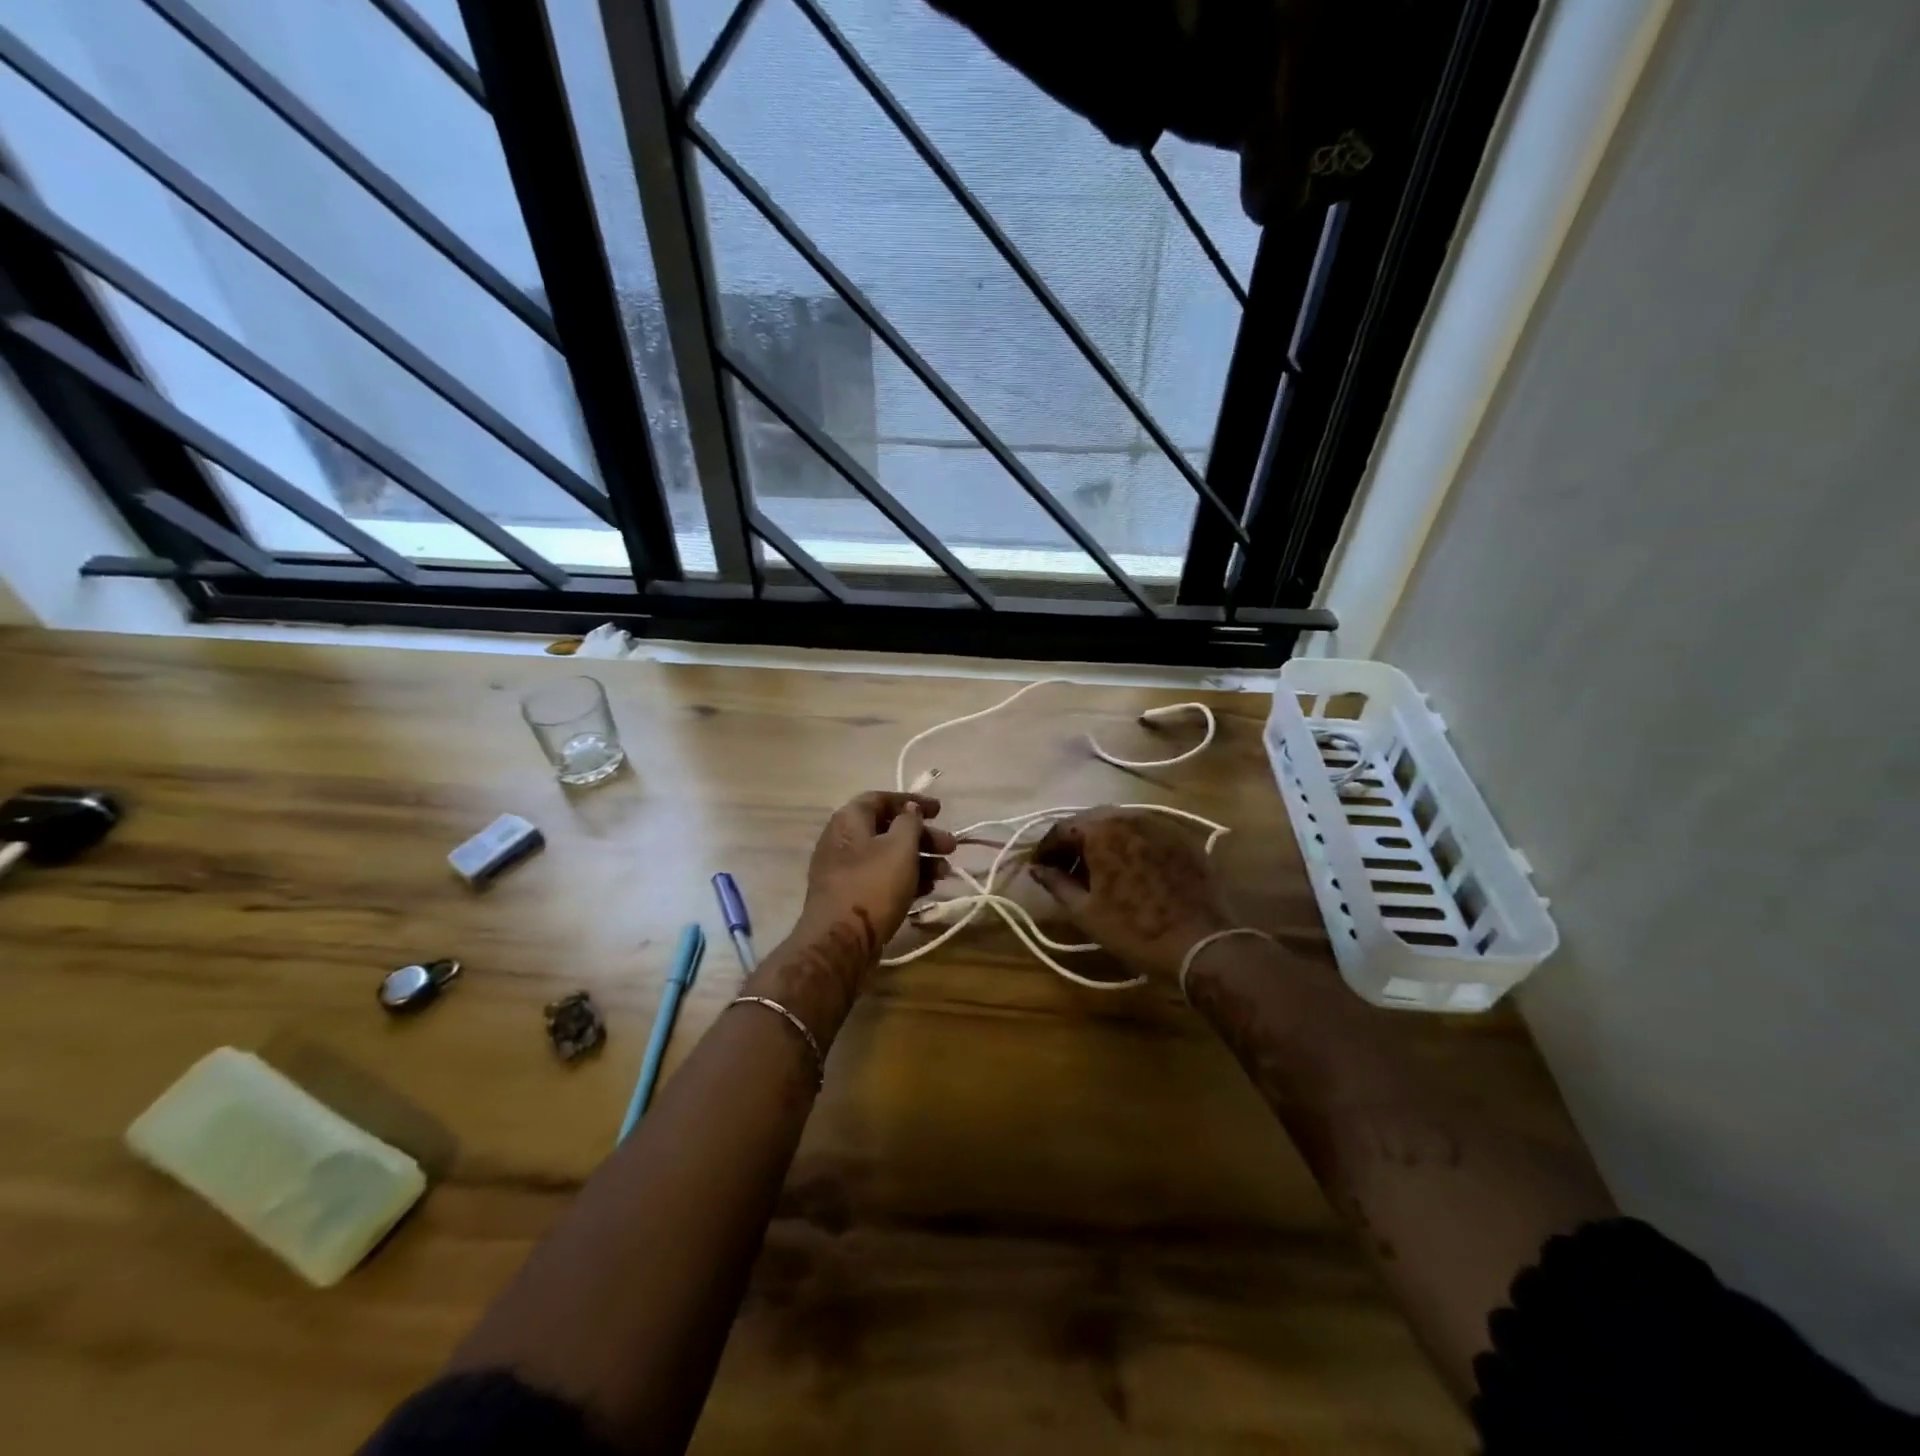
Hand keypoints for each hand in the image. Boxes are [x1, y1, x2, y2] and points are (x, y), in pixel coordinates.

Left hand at [798, 791, 955, 962]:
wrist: (840, 941)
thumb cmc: (873, 885)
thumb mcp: (900, 847)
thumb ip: (909, 822)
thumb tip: (909, 810)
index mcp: (849, 820)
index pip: (882, 799)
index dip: (912, 802)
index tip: (940, 811)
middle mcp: (843, 841)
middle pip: (889, 830)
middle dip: (923, 837)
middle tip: (951, 847)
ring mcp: (845, 871)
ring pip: (888, 857)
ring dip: (919, 860)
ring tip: (945, 873)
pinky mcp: (851, 897)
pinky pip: (882, 879)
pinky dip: (905, 879)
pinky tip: (928, 889)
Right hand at [1028, 807, 1232, 980]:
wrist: (1201, 943)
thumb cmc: (1134, 929)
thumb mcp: (1085, 911)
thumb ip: (1056, 883)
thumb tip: (1036, 869)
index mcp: (1101, 830)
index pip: (1062, 828)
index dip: (1046, 848)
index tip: (1039, 867)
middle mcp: (1129, 817)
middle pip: (1091, 821)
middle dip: (1074, 842)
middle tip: (1065, 869)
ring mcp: (1159, 824)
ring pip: (1120, 825)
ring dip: (1102, 842)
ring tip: (1096, 870)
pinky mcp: (1181, 838)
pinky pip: (1145, 833)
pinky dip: (1129, 845)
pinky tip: (1128, 869)